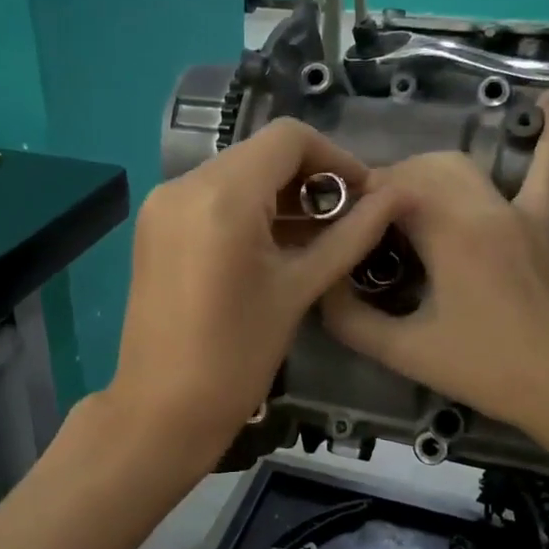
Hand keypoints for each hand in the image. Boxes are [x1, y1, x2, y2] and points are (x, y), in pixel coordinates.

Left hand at [105, 119, 402, 465]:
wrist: (162, 410)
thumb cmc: (237, 357)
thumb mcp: (299, 291)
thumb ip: (349, 236)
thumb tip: (394, 197)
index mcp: (221, 196)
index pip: (289, 138)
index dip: (335, 158)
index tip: (362, 196)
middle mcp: (183, 184)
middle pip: (260, 153)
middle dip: (308, 178)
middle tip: (343, 220)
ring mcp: (162, 204)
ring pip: (235, 173)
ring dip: (277, 194)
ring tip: (313, 237)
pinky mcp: (154, 226)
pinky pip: (210, 197)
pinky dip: (246, 209)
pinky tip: (271, 246)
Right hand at [321, 94, 548, 438]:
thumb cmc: (484, 369)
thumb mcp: (403, 351)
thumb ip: (350, 318)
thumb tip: (319, 284)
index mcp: (451, 233)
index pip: (391, 190)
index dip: (357, 202)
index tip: (338, 229)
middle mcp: (484, 208)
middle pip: (421, 171)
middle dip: (384, 188)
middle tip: (364, 225)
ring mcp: (518, 212)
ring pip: (461, 166)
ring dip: (424, 173)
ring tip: (399, 203)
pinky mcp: (541, 224)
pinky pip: (545, 172)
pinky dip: (546, 138)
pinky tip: (547, 103)